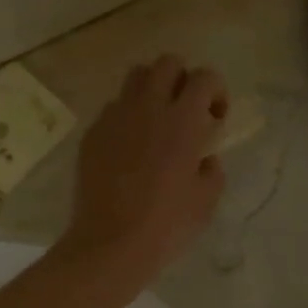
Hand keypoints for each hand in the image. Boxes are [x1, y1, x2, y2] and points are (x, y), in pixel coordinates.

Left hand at [62, 55, 228, 287]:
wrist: (110, 243)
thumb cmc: (166, 225)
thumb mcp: (206, 200)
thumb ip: (211, 169)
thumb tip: (204, 158)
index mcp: (183, 120)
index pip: (205, 77)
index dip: (216, 92)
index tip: (215, 119)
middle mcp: (147, 107)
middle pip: (167, 63)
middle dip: (182, 79)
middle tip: (185, 112)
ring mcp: (115, 118)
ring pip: (135, 79)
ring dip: (151, 91)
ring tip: (155, 123)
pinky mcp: (92, 134)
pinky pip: (112, 110)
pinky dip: (126, 118)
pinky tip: (128, 149)